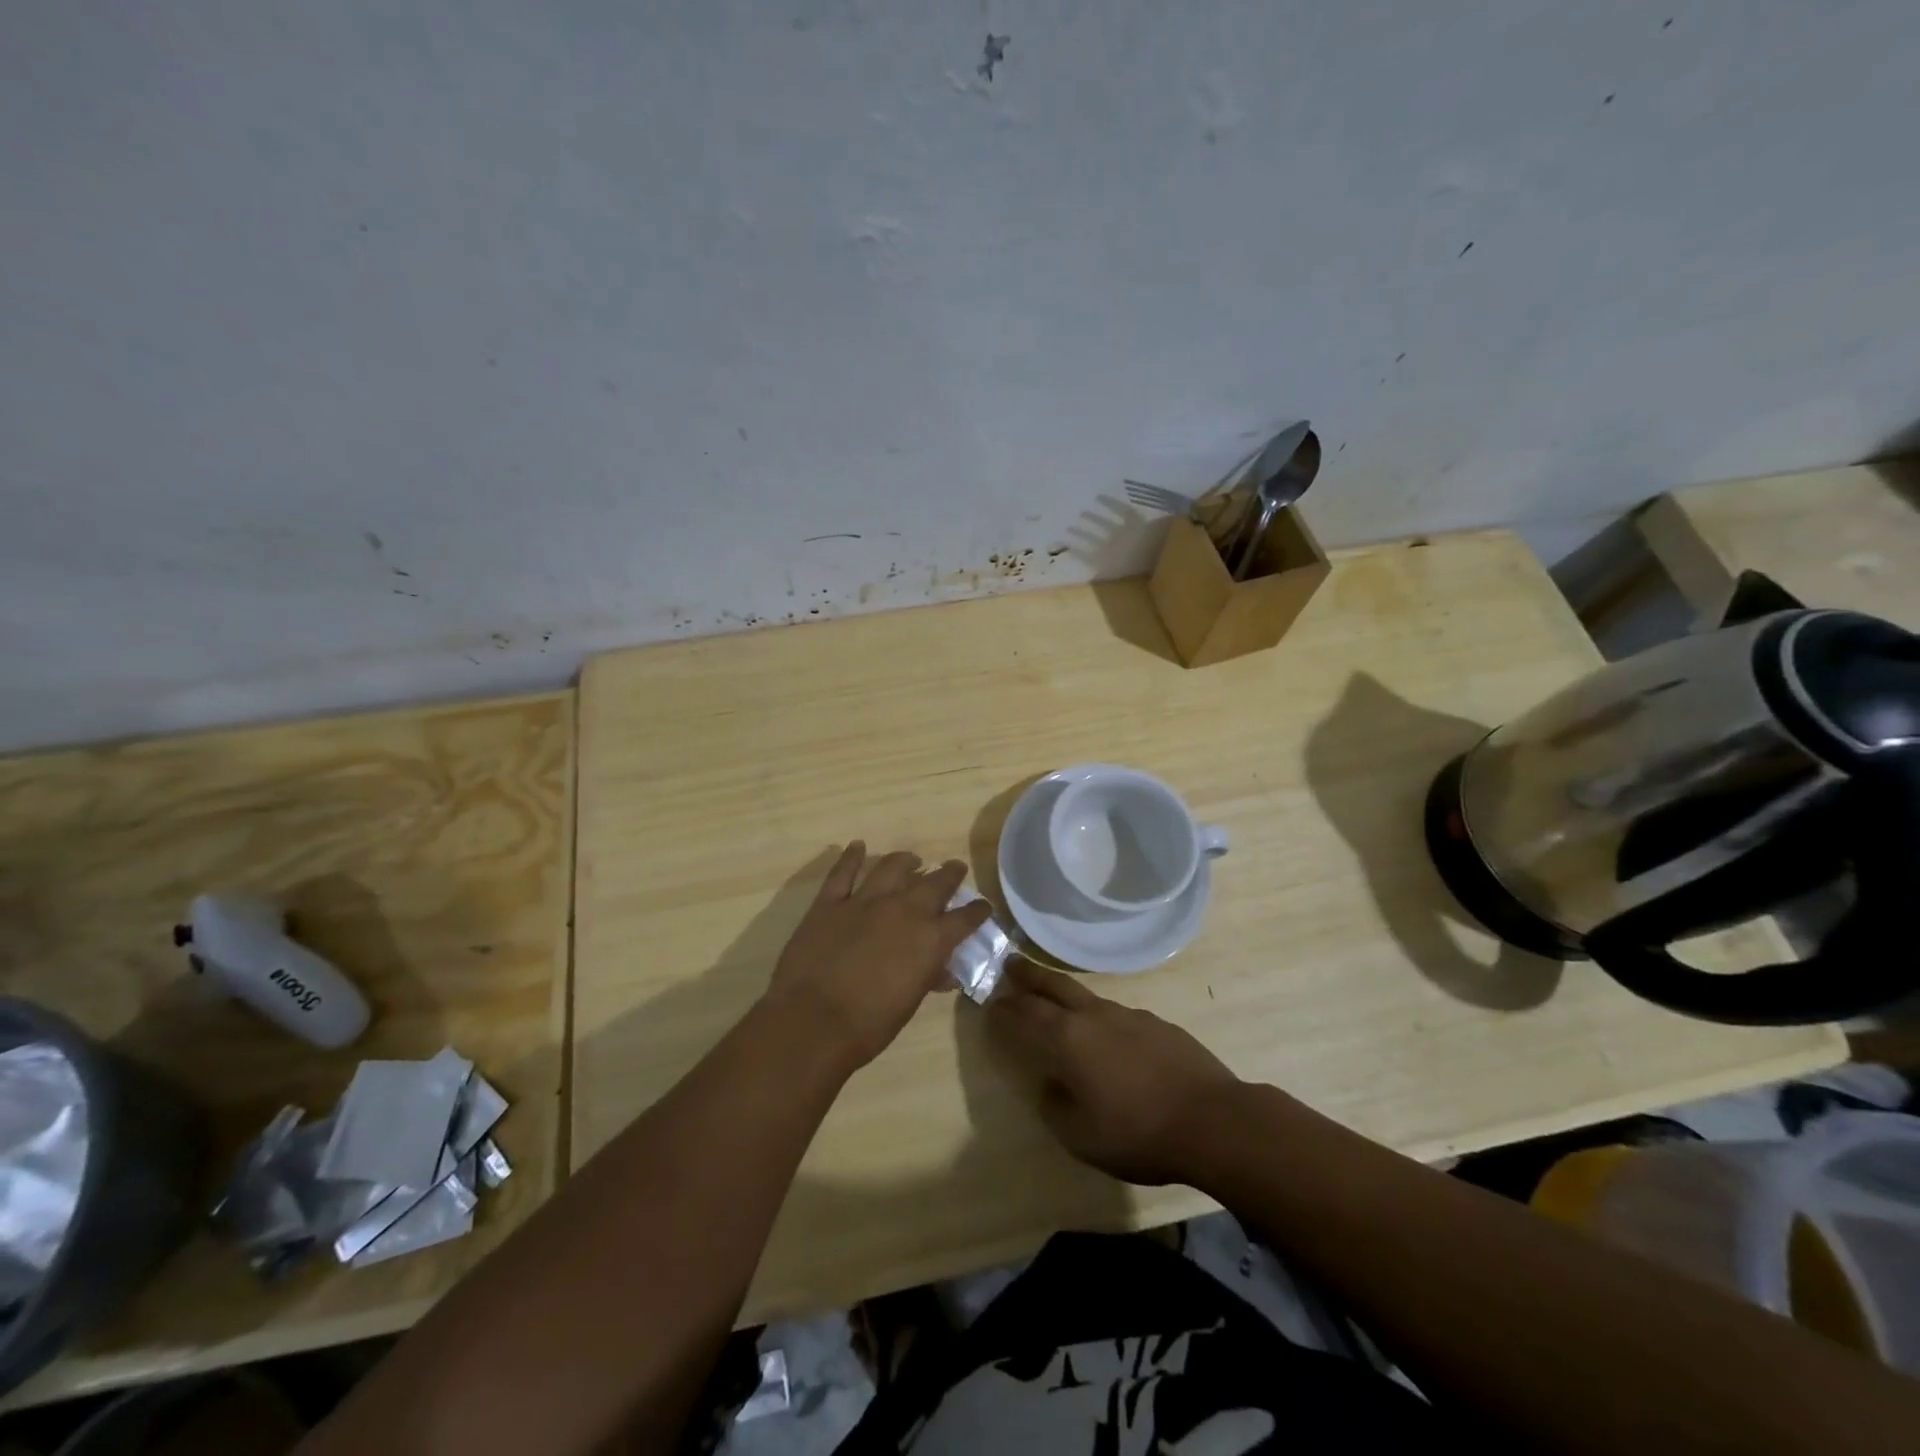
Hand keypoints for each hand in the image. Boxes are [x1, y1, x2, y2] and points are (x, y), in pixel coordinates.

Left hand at [765, 842, 992, 1070]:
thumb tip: (944, 971)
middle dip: (949, 874)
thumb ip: (928, 978)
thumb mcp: (909, 1003)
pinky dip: (851, 857)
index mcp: (930, 939)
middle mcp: (903, 910)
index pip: (964, 918)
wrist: (813, 1021)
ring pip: (892, 868)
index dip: (977, 910)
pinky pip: (843, 872)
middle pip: (935, 883)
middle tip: (955, 868)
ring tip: (912, 860)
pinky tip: (857, 846)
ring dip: (906, 861)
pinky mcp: (830, 902)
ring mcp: (864, 901)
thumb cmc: (869, 1025)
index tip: (983, 906)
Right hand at [987, 958, 1241, 1185]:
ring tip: (1055, 1001)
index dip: (1004, 1010)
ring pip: (1086, 996)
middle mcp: (1094, 1016)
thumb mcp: (1082, 1137)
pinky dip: (1099, 1018)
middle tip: (1009, 965)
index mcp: (1068, 1039)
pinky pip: (1117, 1014)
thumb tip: (1050, 1085)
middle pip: (1053, 986)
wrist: (1214, 1120)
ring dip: (1063, 993)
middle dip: (1027, 975)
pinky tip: (1108, 1038)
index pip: (1025, 1015)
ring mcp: (1129, 1015)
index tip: (989, 1003)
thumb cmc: (1139, 1133)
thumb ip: (1056, 1107)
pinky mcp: (1157, 1023)